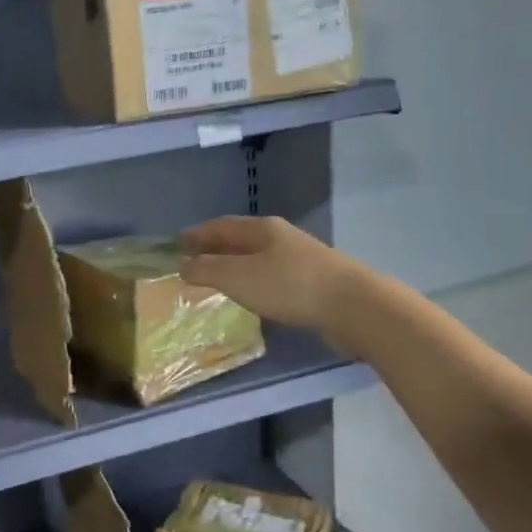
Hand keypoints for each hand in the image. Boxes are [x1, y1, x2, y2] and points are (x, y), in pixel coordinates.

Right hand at [179, 216, 356, 335]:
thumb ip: (207, 270)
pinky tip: (253, 295)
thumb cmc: (289, 286)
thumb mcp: (238, 277)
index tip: (178, 243)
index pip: (221, 225)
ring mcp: (301, 258)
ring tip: (218, 279)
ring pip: (258, 257)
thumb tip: (183, 264)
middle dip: (216, 248)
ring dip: (235, 265)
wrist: (353, 306)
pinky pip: (273, 276)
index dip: (198, 233)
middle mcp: (282, 237)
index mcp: (262, 229)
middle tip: (193, 261)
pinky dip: (254, 280)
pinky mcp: (314, 281)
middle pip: (241, 239)